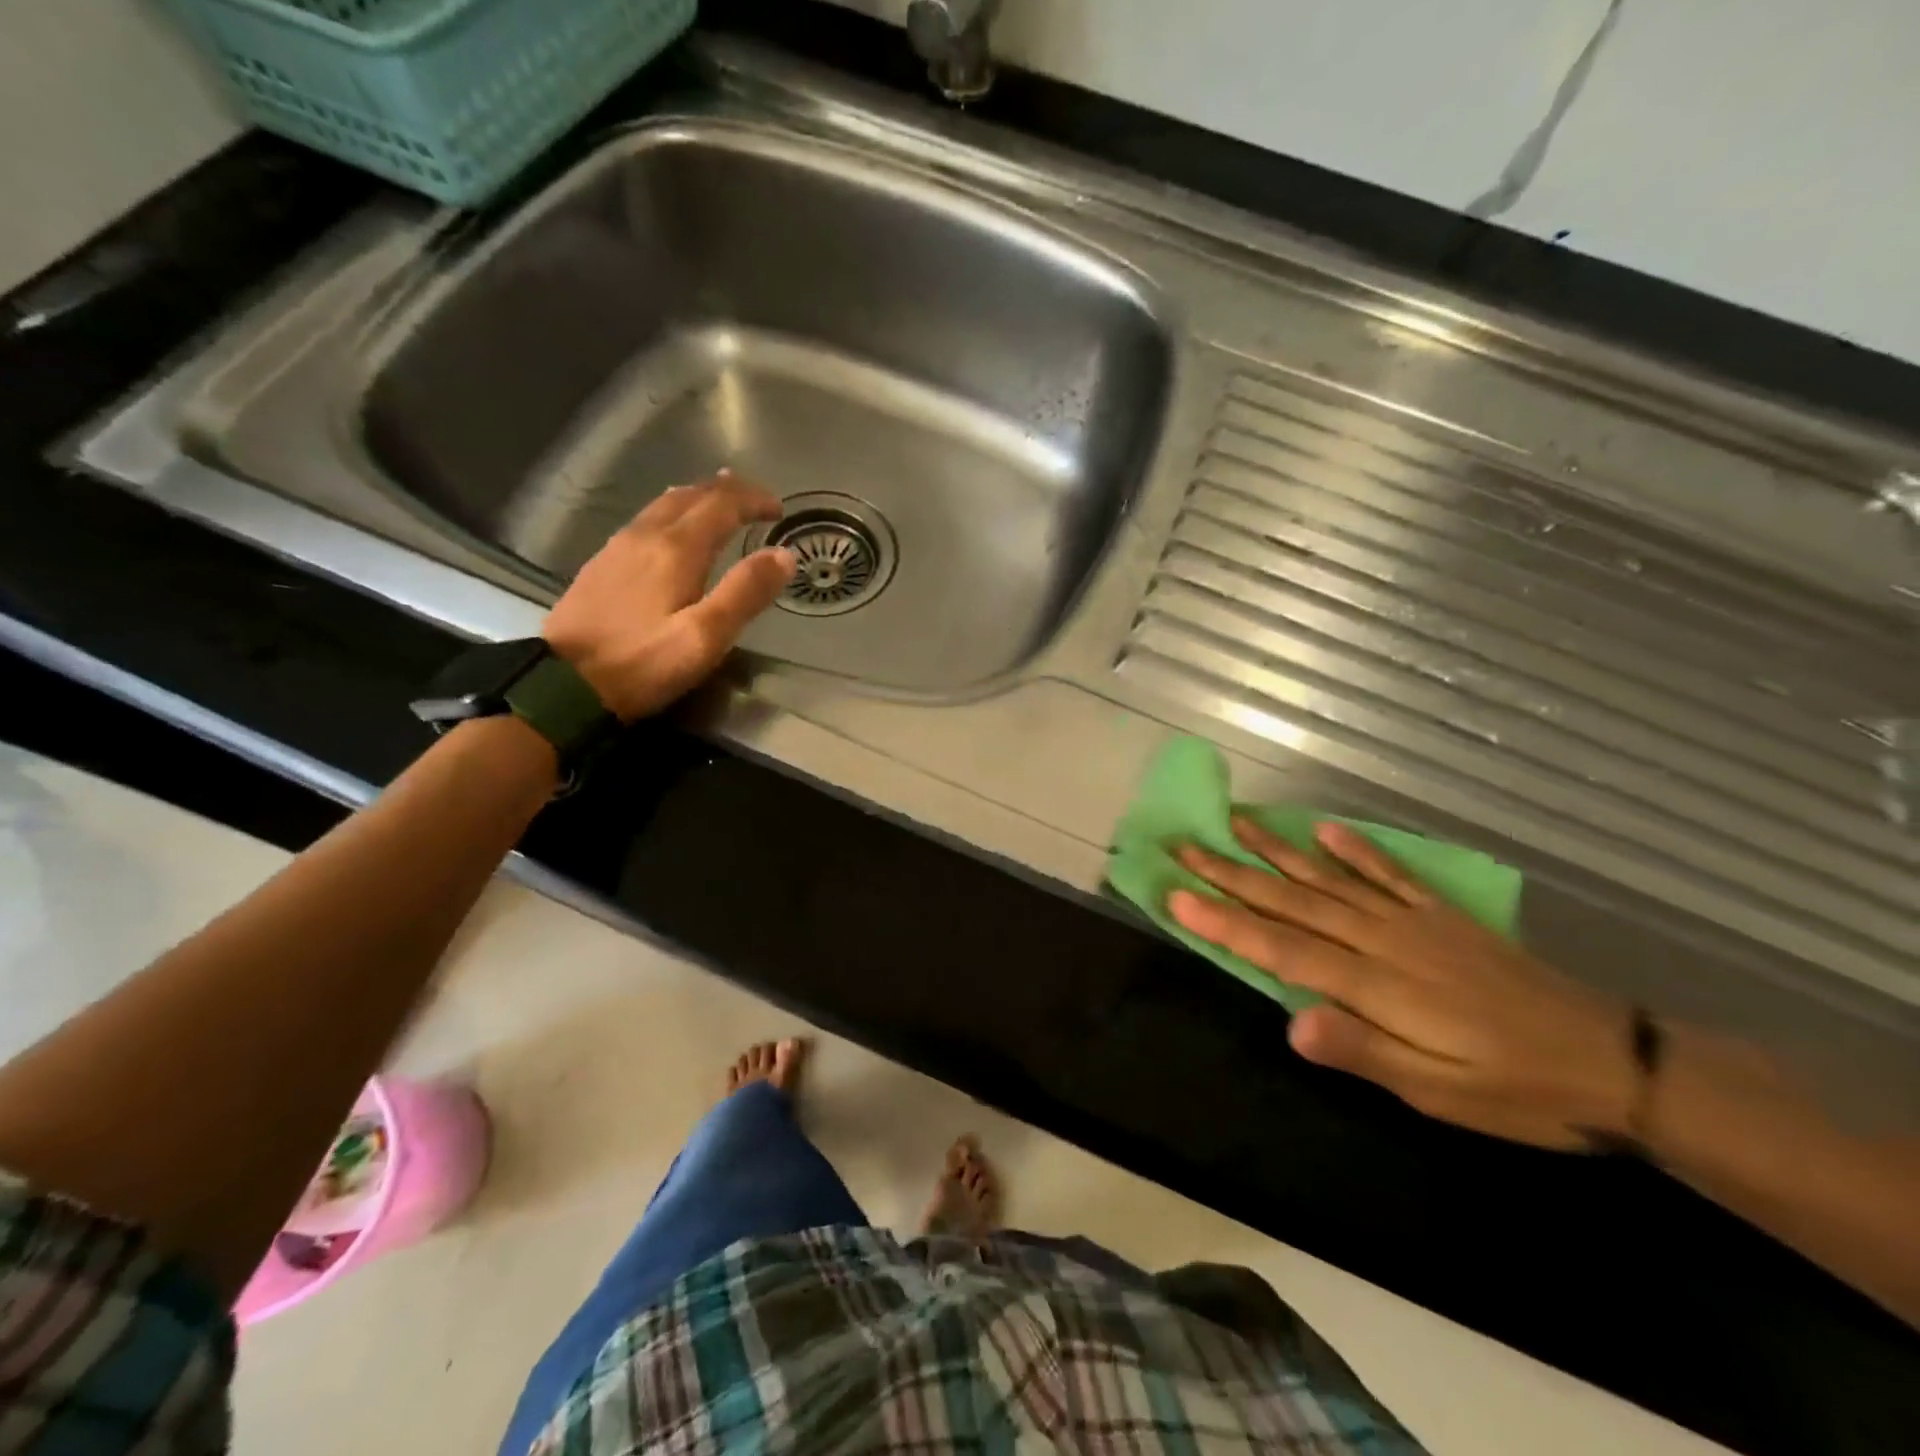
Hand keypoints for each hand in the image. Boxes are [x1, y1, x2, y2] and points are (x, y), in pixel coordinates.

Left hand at [543, 471, 794, 720]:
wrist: (563, 684)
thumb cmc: (642, 663)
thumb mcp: (705, 637)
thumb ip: (745, 593)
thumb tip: (784, 555)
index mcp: (676, 549)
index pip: (722, 504)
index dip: (753, 500)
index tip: (779, 510)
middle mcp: (646, 536)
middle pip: (691, 495)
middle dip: (727, 492)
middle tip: (755, 500)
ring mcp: (618, 548)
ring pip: (664, 504)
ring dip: (698, 498)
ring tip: (719, 502)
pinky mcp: (601, 565)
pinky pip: (645, 521)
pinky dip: (672, 513)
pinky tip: (672, 530)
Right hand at [1169, 818, 1633, 1149]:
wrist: (1614, 1062)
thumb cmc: (1516, 1091)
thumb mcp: (1438, 1093)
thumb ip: (1363, 1050)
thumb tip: (1291, 1021)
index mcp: (1375, 985)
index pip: (1280, 948)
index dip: (1224, 922)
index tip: (1175, 894)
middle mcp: (1383, 940)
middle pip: (1292, 902)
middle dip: (1231, 874)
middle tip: (1184, 845)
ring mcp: (1412, 921)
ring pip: (1328, 880)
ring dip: (1276, 851)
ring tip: (1235, 822)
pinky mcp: (1441, 916)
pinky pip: (1389, 874)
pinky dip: (1354, 850)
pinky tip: (1323, 830)